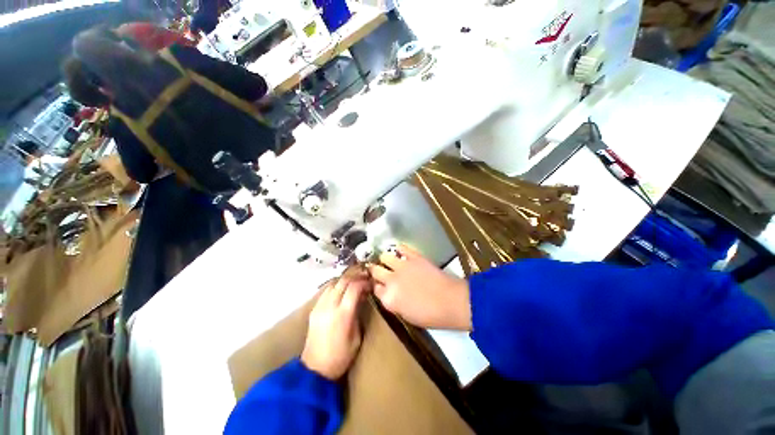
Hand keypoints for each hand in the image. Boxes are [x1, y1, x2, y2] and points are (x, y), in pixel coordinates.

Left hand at [301, 275, 368, 379]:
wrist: (315, 369)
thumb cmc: (341, 356)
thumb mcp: (357, 337)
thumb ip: (358, 314)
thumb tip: (361, 297)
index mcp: (343, 315)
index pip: (354, 288)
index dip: (363, 282)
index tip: (370, 282)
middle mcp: (330, 306)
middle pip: (343, 281)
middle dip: (355, 276)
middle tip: (364, 276)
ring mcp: (320, 306)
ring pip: (333, 283)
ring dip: (345, 279)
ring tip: (354, 280)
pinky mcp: (314, 309)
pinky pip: (326, 290)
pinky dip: (336, 285)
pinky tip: (342, 289)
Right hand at [368, 245, 471, 330]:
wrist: (450, 301)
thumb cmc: (430, 315)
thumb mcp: (407, 315)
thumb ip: (394, 303)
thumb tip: (391, 294)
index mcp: (388, 298)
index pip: (375, 288)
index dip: (378, 286)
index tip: (381, 285)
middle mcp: (391, 280)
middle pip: (375, 270)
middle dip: (376, 271)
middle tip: (382, 271)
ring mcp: (401, 266)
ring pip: (384, 256)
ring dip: (386, 259)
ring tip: (390, 261)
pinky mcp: (413, 256)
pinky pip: (401, 247)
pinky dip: (399, 249)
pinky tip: (401, 252)